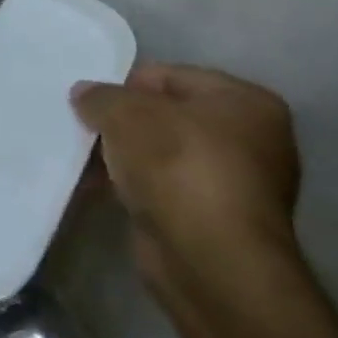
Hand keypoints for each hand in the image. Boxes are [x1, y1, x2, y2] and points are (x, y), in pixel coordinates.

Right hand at [71, 63, 300, 299]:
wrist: (209, 262)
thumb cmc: (177, 166)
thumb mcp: (125, 113)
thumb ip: (100, 96)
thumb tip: (84, 94)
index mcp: (246, 102)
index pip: (171, 76)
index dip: (126, 85)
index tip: (94, 102)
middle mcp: (253, 140)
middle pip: (168, 116)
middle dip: (125, 122)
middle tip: (87, 128)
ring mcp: (237, 185)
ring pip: (164, 154)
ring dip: (126, 156)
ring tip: (85, 160)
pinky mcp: (216, 222)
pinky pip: (165, 189)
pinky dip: (136, 187)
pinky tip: (100, 188)